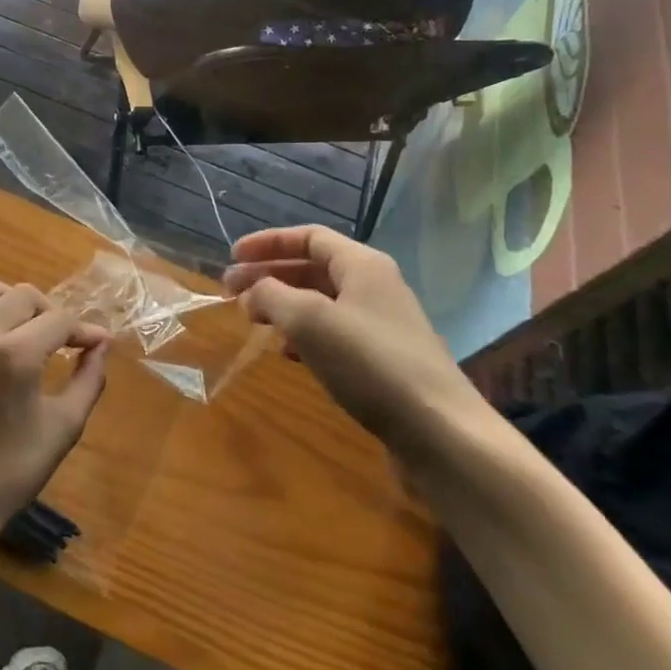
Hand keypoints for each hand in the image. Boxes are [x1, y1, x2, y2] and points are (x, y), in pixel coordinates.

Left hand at [0, 279, 109, 552]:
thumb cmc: (12, 472)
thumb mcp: (64, 427)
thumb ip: (89, 380)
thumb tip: (101, 345)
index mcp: (16, 355)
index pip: (60, 319)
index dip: (84, 330)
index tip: (96, 344)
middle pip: (24, 295)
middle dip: (51, 312)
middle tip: (62, 340)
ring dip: (10, 302)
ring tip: (23, 329)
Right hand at [222, 227, 484, 464]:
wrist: (440, 432)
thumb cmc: (370, 363)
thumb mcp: (308, 320)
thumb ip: (272, 295)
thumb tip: (253, 292)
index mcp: (362, 264)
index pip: (308, 237)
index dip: (267, 243)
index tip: (232, 258)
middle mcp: (374, 286)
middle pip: (312, 268)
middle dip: (269, 276)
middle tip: (230, 292)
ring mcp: (381, 325)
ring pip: (320, 302)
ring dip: (283, 306)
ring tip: (253, 321)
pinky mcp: (383, 360)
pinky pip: (333, 333)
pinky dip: (303, 335)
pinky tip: (287, 354)